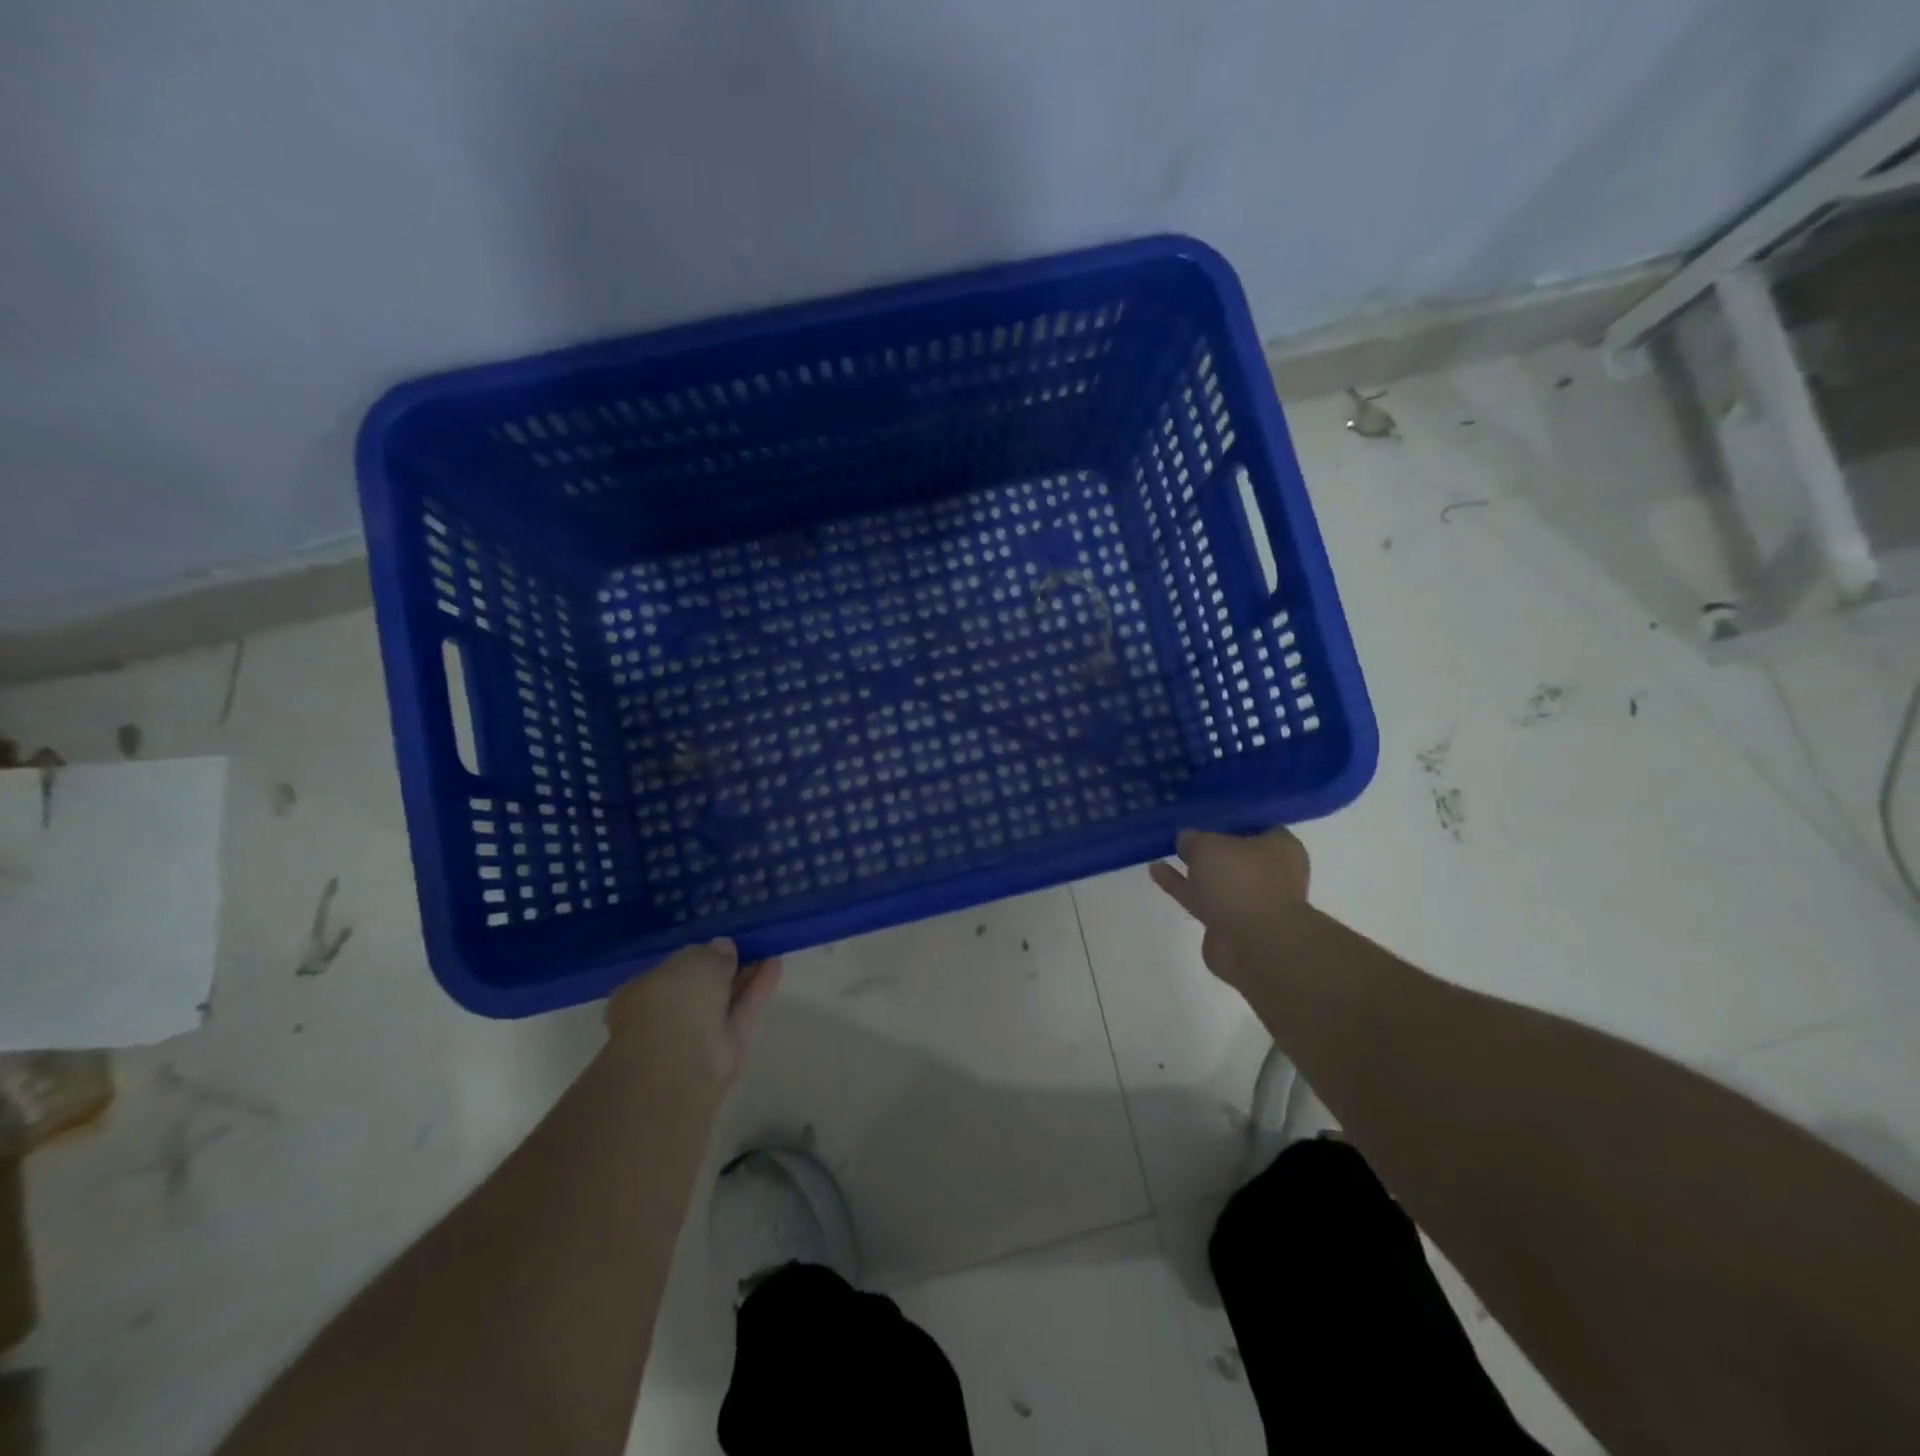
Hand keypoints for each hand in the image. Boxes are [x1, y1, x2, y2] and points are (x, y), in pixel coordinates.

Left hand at [604, 939, 781, 1091]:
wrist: (680, 1060)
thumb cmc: (673, 999)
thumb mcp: (695, 959)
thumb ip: (712, 952)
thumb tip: (724, 948)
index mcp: (640, 992)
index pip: (668, 971)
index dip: (694, 957)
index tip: (718, 944)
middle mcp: (665, 1014)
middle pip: (700, 987)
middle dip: (723, 967)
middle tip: (747, 946)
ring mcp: (694, 1034)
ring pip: (723, 999)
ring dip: (744, 976)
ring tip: (767, 950)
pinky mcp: (724, 1048)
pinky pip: (742, 1011)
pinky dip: (757, 989)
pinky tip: (775, 965)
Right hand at [1149, 828, 1311, 990]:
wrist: (1255, 945)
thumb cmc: (1241, 881)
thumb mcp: (1208, 846)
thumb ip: (1193, 839)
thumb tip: (1187, 839)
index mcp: (1280, 847)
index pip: (1257, 825)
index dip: (1229, 820)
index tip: (1204, 816)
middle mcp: (1272, 873)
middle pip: (1236, 855)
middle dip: (1210, 847)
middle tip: (1183, 835)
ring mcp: (1252, 901)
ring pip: (1218, 879)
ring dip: (1193, 869)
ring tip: (1164, 852)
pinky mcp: (1232, 924)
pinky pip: (1204, 899)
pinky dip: (1183, 887)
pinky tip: (1157, 872)